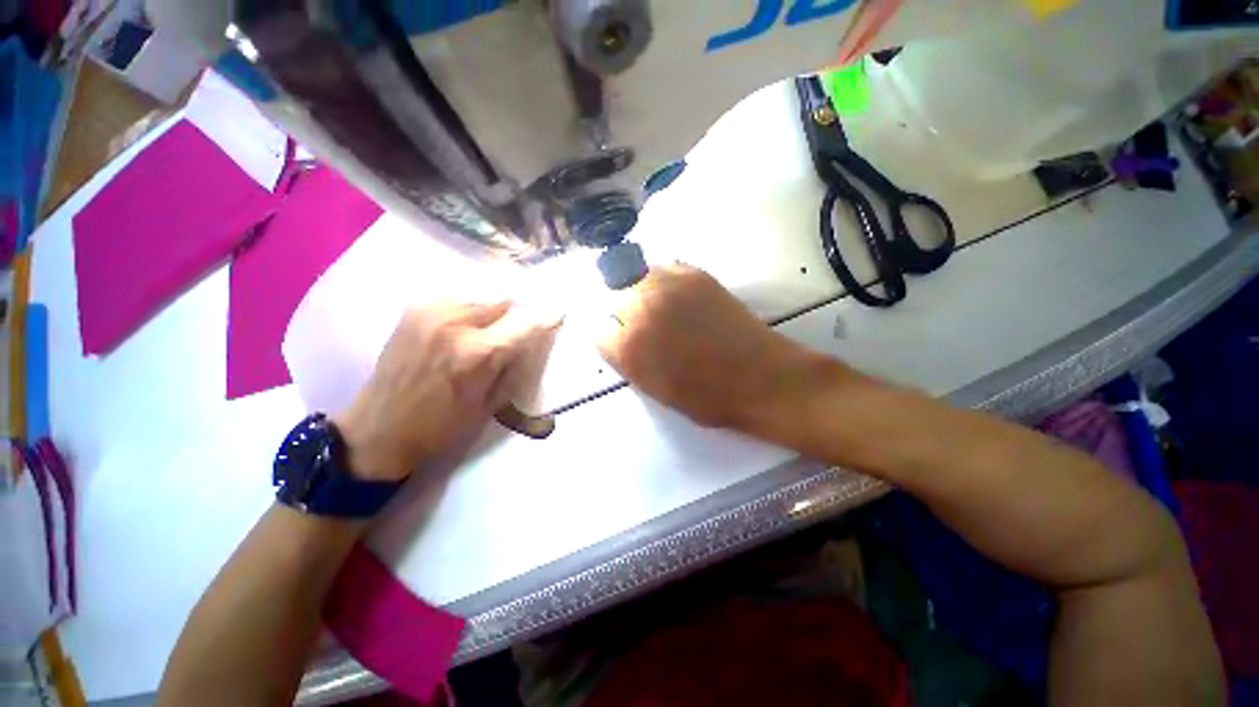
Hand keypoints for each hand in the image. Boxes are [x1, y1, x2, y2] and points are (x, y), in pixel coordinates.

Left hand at [336, 301, 553, 481]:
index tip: (558, 314)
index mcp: (478, 353)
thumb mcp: (490, 404)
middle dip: (513, 318)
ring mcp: (432, 311)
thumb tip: (531, 342)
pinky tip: (458, 331)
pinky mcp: (414, 309)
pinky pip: (456, 301)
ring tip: (482, 335)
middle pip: (504, 303)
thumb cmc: (441, 426)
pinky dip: (466, 313)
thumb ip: (515, 367)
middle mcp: (457, 323)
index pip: (525, 325)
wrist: (379, 428)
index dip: (545, 319)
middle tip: (511, 335)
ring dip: (489, 315)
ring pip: (480, 300)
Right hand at [597, 264, 840, 433]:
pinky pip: (666, 269)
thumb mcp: (655, 390)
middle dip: (629, 316)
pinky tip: (681, 296)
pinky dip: (667, 280)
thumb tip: (622, 339)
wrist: (759, 378)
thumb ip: (629, 362)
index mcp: (627, 348)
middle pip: (617, 302)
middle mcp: (639, 311)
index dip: (616, 341)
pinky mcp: (694, 275)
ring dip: (645, 294)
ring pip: (638, 280)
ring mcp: (667, 287)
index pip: (601, 333)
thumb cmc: (706, 397)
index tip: (629, 345)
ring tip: (665, 308)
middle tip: (651, 329)